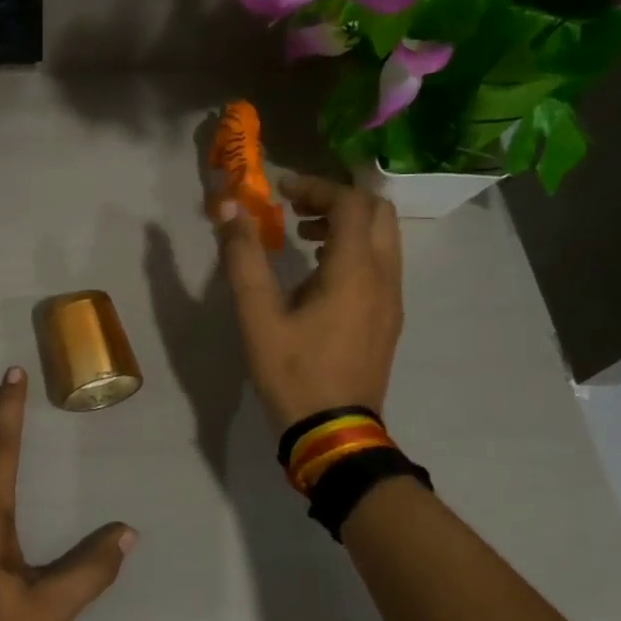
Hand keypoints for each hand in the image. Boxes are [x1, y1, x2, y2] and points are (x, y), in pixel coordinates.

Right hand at [214, 174, 404, 430]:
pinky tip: (318, 273)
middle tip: (296, 207)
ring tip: (303, 236)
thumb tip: (229, 208)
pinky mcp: (389, 319)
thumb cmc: (293, 371)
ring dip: (347, 224)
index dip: (315, 187)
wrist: (334, 433)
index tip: (281, 190)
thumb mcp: (257, 314)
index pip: (349, 203)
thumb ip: (243, 256)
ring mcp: (392, 299)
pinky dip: (354, 250)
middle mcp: (384, 277)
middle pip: (377, 212)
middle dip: (336, 199)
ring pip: (383, 238)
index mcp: (354, 270)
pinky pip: (381, 264)